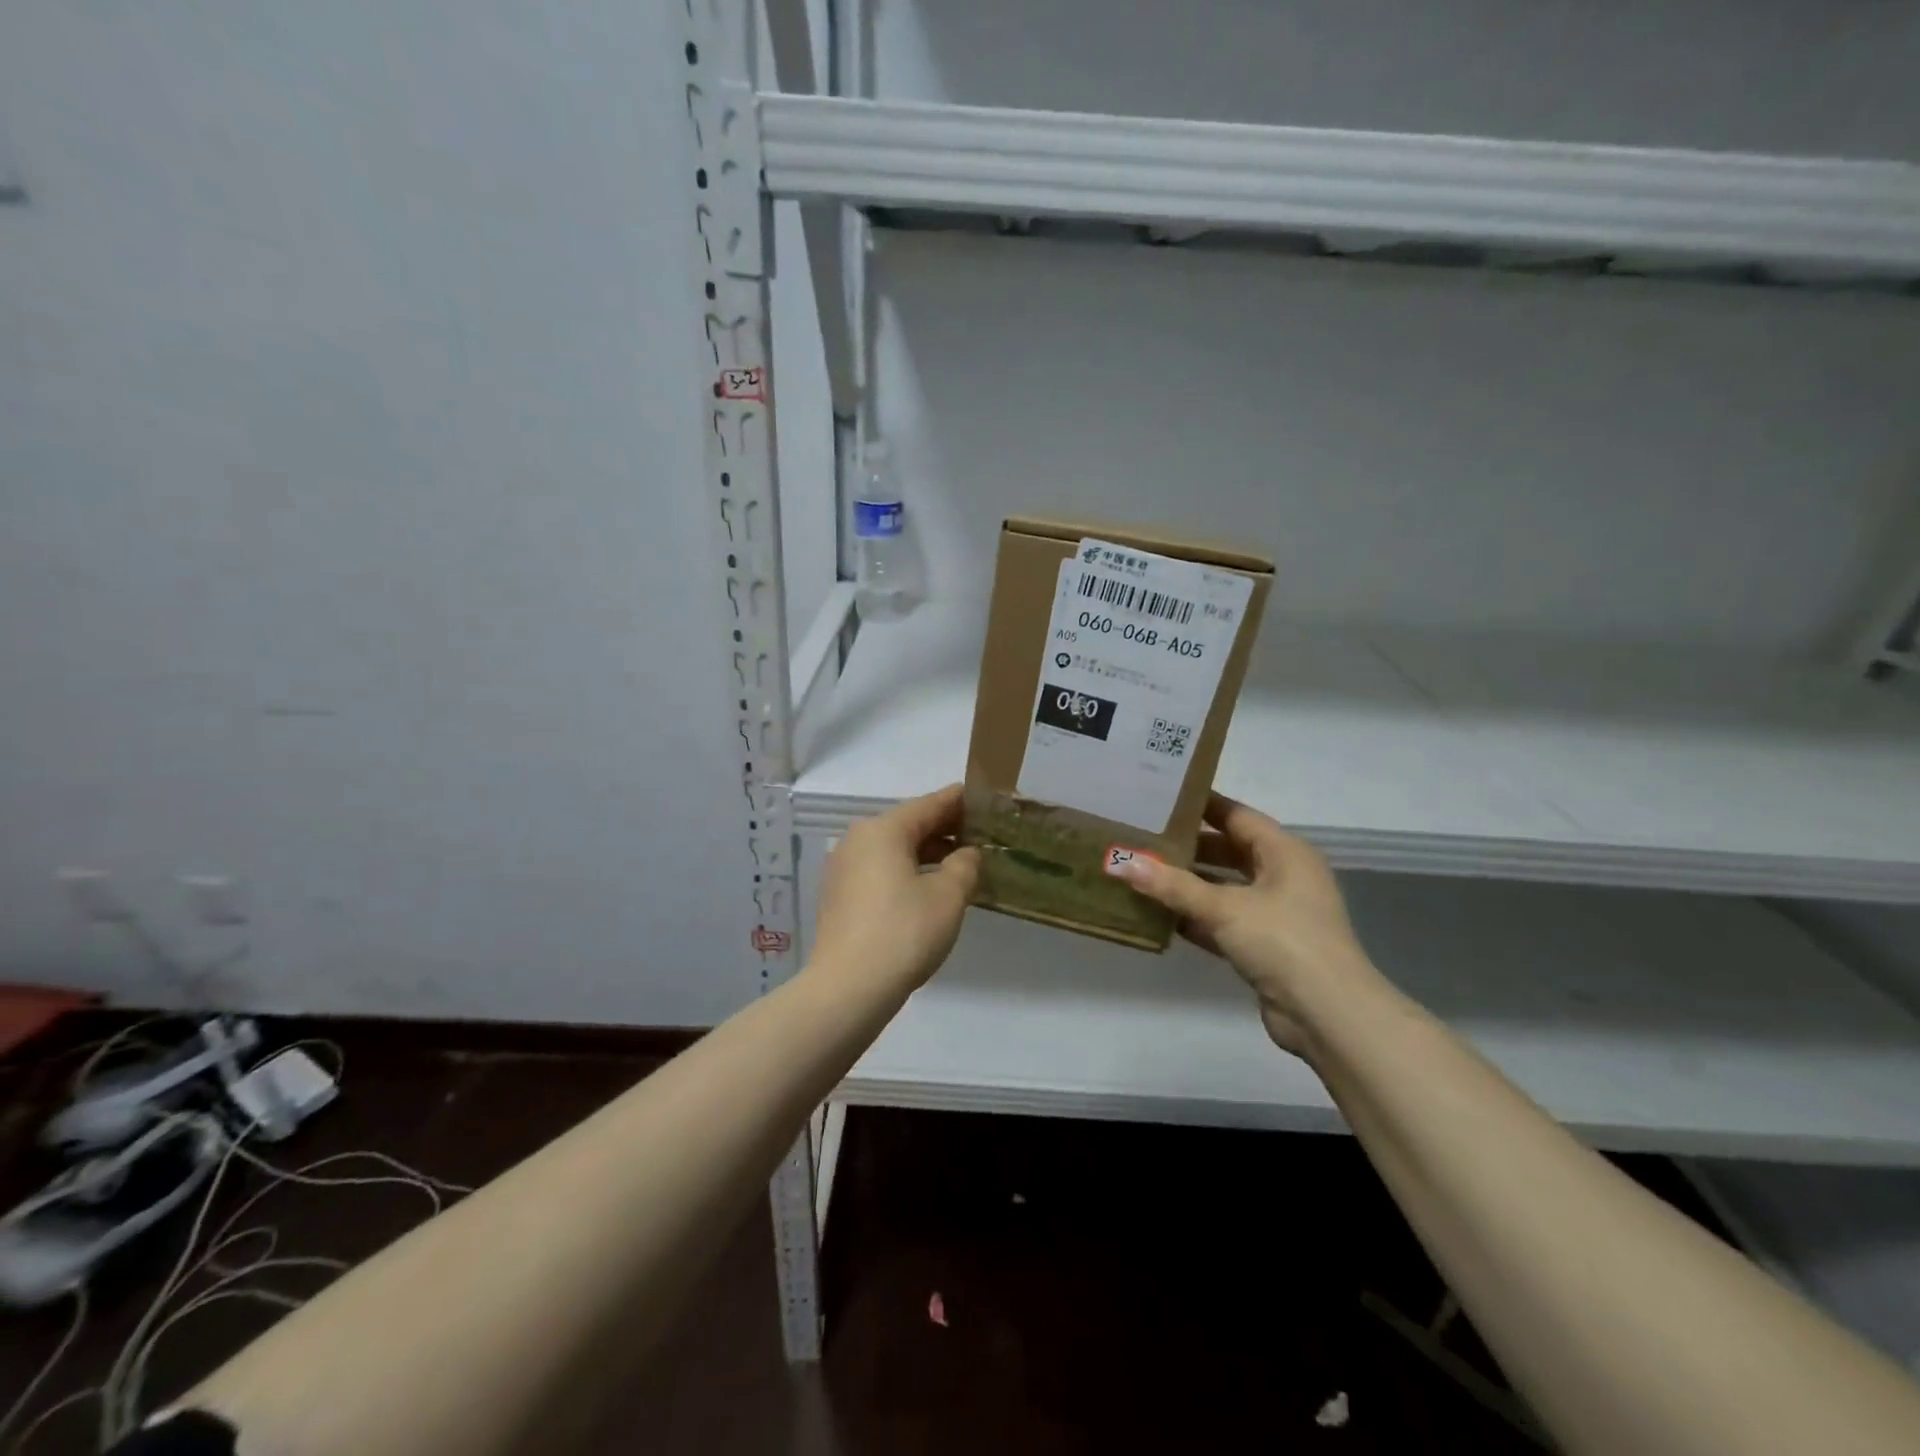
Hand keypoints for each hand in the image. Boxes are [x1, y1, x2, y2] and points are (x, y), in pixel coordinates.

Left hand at [810, 784, 981, 995]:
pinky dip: (905, 871)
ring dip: (926, 853)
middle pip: (908, 824)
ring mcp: (843, 868)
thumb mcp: (948, 897)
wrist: (847, 988)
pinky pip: (878, 870)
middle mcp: (857, 840)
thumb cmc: (904, 933)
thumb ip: (964, 866)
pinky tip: (926, 889)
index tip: (984, 801)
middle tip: (979, 836)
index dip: (960, 802)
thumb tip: (967, 854)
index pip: (930, 804)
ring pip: (893, 849)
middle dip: (944, 829)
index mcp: (883, 830)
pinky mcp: (838, 895)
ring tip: (959, 865)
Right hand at [1114, 794, 1379, 1053]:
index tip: (1159, 797)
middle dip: (1187, 846)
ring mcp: (1275, 912)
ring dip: (1187, 883)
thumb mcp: (1225, 908)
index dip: (1200, 805)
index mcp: (1285, 852)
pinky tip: (1158, 913)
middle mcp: (1283, 876)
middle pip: (1229, 850)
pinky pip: (1222, 920)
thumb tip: (1122, 862)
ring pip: (1224, 887)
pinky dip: (1195, 916)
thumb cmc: (1283, 942)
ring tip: (1141, 870)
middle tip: (1141, 835)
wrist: (1328, 1015)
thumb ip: (1173, 886)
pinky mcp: (1264, 945)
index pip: (1237, 815)